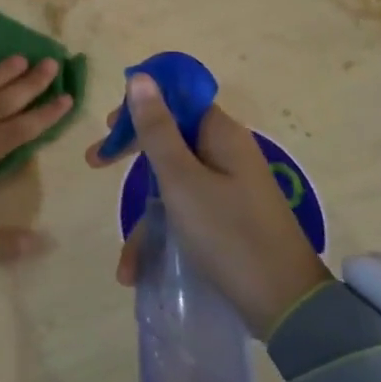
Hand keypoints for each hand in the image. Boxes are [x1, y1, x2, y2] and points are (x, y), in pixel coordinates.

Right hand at [86, 73, 330, 333]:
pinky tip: (140, 273)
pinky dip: (164, 237)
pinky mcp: (228, 220)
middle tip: (95, 162)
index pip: (177, 101)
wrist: (285, 304)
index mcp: (222, 136)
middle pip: (171, 140)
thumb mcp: (182, 180)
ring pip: (173, 185)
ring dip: (146, 220)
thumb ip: (157, 130)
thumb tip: (140, 77)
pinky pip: (186, 215)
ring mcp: (229, 190)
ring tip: (126, 263)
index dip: (141, 108)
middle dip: (132, 156)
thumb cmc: (228, 233)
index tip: (108, 127)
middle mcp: (227, 155)